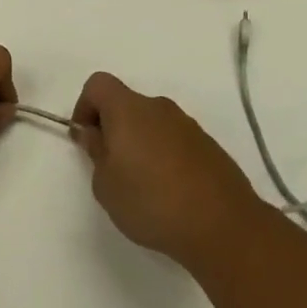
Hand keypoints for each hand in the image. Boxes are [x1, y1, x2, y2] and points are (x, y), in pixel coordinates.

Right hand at [71, 72, 262, 267]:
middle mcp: (159, 107)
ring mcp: (187, 124)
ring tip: (141, 185)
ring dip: (139, 142)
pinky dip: (163, 155)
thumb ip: (96, 152)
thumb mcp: (106, 185)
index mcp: (129, 109)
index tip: (86, 140)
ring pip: (152, 123)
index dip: (85, 106)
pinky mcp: (207, 145)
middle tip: (111, 168)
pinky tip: (168, 191)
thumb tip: (95, 133)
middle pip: (126, 103)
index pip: (98, 84)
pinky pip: (174, 139)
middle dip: (112, 128)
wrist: (221, 223)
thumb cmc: (151, 201)